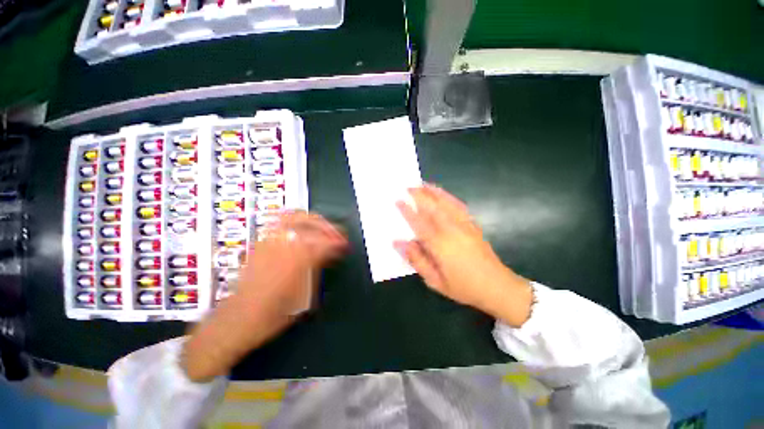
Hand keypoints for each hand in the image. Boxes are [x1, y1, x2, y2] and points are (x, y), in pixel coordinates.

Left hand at [183, 211, 346, 381]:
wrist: (238, 320)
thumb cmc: (274, 315)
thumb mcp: (304, 296)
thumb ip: (317, 269)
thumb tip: (328, 254)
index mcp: (297, 261)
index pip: (324, 242)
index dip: (338, 242)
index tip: (345, 245)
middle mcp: (283, 246)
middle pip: (310, 223)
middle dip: (328, 226)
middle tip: (336, 234)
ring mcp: (269, 242)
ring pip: (294, 217)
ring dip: (313, 220)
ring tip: (322, 226)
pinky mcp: (260, 243)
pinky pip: (279, 222)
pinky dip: (295, 220)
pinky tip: (301, 227)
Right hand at [395, 184, 532, 326]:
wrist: (497, 287)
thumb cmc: (463, 287)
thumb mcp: (435, 281)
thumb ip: (416, 259)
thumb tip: (398, 243)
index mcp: (440, 244)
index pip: (419, 222)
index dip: (407, 211)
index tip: (398, 200)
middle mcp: (451, 230)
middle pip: (432, 207)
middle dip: (419, 195)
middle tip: (408, 186)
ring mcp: (464, 225)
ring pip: (446, 203)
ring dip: (433, 192)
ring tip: (423, 184)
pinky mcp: (473, 225)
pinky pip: (459, 206)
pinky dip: (449, 197)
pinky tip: (443, 194)